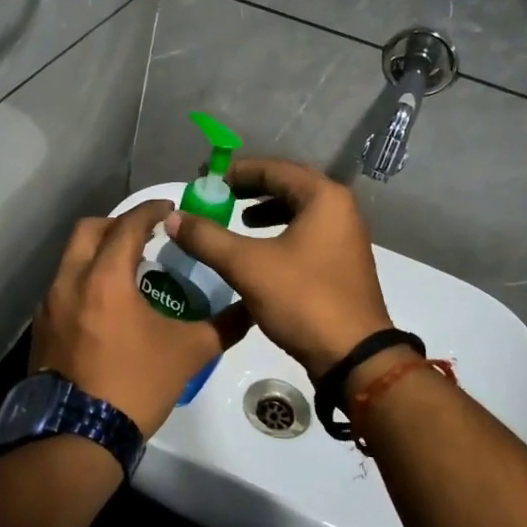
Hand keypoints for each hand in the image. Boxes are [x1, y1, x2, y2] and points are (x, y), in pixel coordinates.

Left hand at [30, 200, 251, 437]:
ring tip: (127, 271)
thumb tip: (251, 308)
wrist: (78, 438)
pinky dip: (84, 282)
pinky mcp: (41, 330)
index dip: (151, 210)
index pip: (127, 225)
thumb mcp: (189, 353)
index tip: (170, 208)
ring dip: (98, 254)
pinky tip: (105, 308)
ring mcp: (49, 307)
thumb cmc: (135, 385)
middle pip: (88, 231)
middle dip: (117, 224)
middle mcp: (70, 282)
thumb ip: (223, 325)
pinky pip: (62, 289)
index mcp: (105, 278)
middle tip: (145, 235)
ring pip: (71, 260)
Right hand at [165, 158, 392, 377]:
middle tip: (217, 197)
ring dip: (265, 212)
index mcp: (324, 197)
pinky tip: (259, 252)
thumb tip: (173, 217)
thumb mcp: (247, 266)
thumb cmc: (303, 299)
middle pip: (288, 186)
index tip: (205, 180)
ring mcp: (344, 237)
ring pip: (298, 211)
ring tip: (236, 220)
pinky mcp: (341, 262)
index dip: (236, 172)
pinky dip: (280, 233)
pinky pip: (306, 233)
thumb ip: (207, 238)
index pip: (274, 169)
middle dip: (250, 190)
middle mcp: (340, 209)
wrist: (354, 357)